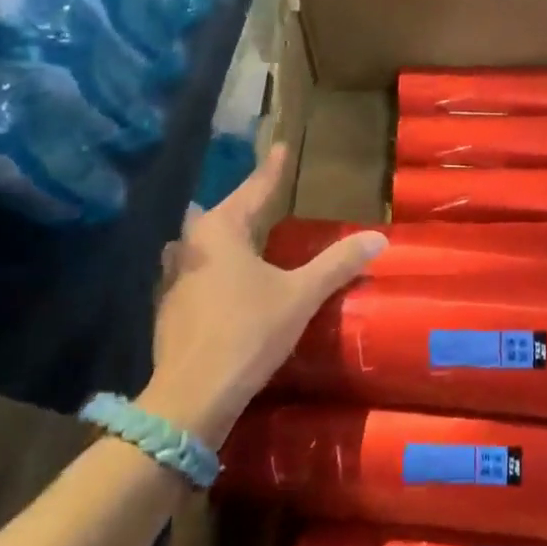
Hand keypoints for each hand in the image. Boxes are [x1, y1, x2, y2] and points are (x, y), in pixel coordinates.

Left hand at [139, 145, 384, 447]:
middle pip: (221, 216)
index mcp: (219, 231)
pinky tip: (226, 285)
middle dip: (244, 206)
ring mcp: (174, 280)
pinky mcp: (168, 311)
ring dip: (223, 240)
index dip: (272, 171)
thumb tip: (377, 238)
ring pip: (202, 247)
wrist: (191, 397)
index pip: (253, 190)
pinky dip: (214, 271)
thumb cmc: (248, 332)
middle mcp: (190, 246)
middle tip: (267, 201)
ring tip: (246, 240)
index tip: (281, 147)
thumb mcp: (300, 295)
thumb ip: (337, 264)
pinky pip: (195, 275)